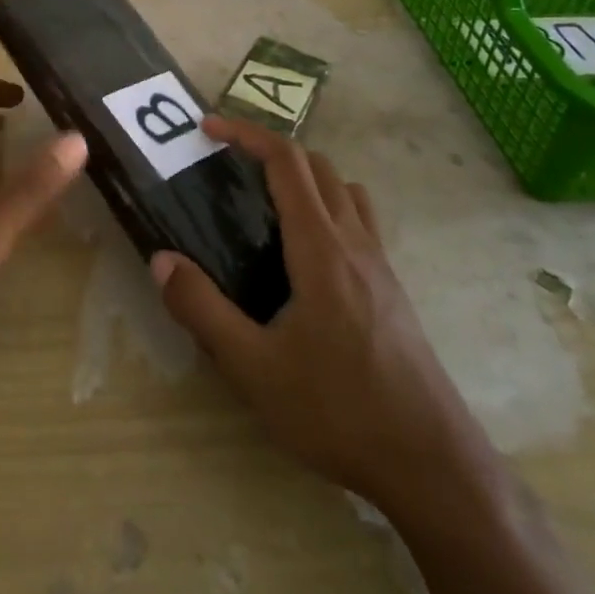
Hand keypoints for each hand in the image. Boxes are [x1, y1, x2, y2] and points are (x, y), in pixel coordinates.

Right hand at [150, 116, 491, 518]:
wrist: (432, 465)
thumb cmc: (338, 410)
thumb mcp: (254, 368)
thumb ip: (203, 309)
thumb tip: (162, 259)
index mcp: (321, 248)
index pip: (287, 162)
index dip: (247, 134)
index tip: (209, 128)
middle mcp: (355, 242)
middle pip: (317, 166)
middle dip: (270, 149)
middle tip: (227, 164)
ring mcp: (381, 265)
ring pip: (345, 190)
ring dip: (305, 176)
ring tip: (265, 202)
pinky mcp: (392, 289)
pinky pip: (359, 221)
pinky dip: (328, 206)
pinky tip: (304, 254)